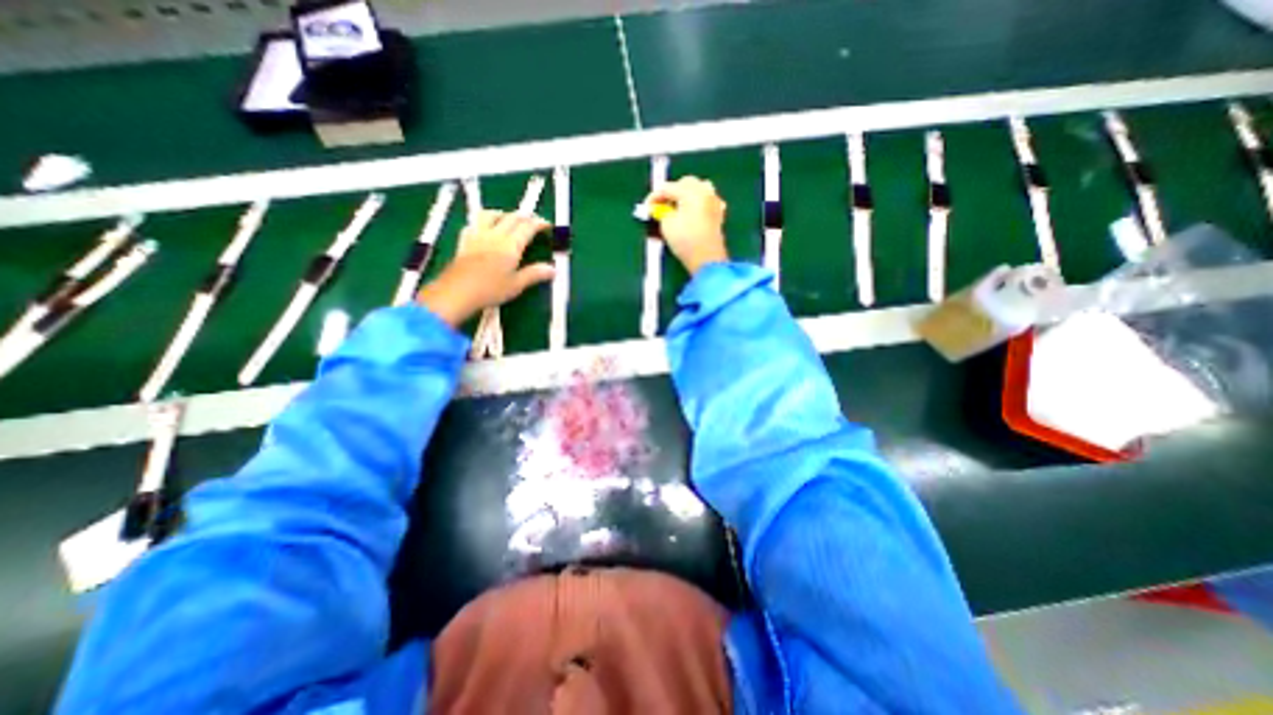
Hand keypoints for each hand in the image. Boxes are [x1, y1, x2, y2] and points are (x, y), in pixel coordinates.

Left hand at [420, 208, 558, 326]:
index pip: (527, 227)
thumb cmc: (490, 290)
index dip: (539, 223)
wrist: (457, 292)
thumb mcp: (516, 285)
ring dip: (503, 213)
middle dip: (524, 217)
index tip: (547, 225)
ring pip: (491, 215)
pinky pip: (475, 223)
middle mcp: (495, 235)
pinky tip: (485, 228)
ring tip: (509, 218)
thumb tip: (553, 269)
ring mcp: (478, 235)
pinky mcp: (465, 241)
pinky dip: (484, 221)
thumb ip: (534, 274)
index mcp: (510, 245)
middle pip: (511, 218)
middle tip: (533, 221)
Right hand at [646, 180, 725, 275]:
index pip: (668, 187)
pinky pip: (705, 202)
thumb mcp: (666, 224)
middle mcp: (705, 191)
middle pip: (685, 183)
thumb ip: (661, 211)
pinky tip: (690, 213)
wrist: (707, 259)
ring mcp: (714, 202)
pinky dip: (696, 204)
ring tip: (675, 208)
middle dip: (672, 192)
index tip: (646, 207)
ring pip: (698, 190)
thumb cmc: (685, 240)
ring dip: (685, 196)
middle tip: (660, 206)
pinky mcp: (718, 215)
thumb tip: (660, 208)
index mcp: (691, 191)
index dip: (654, 197)